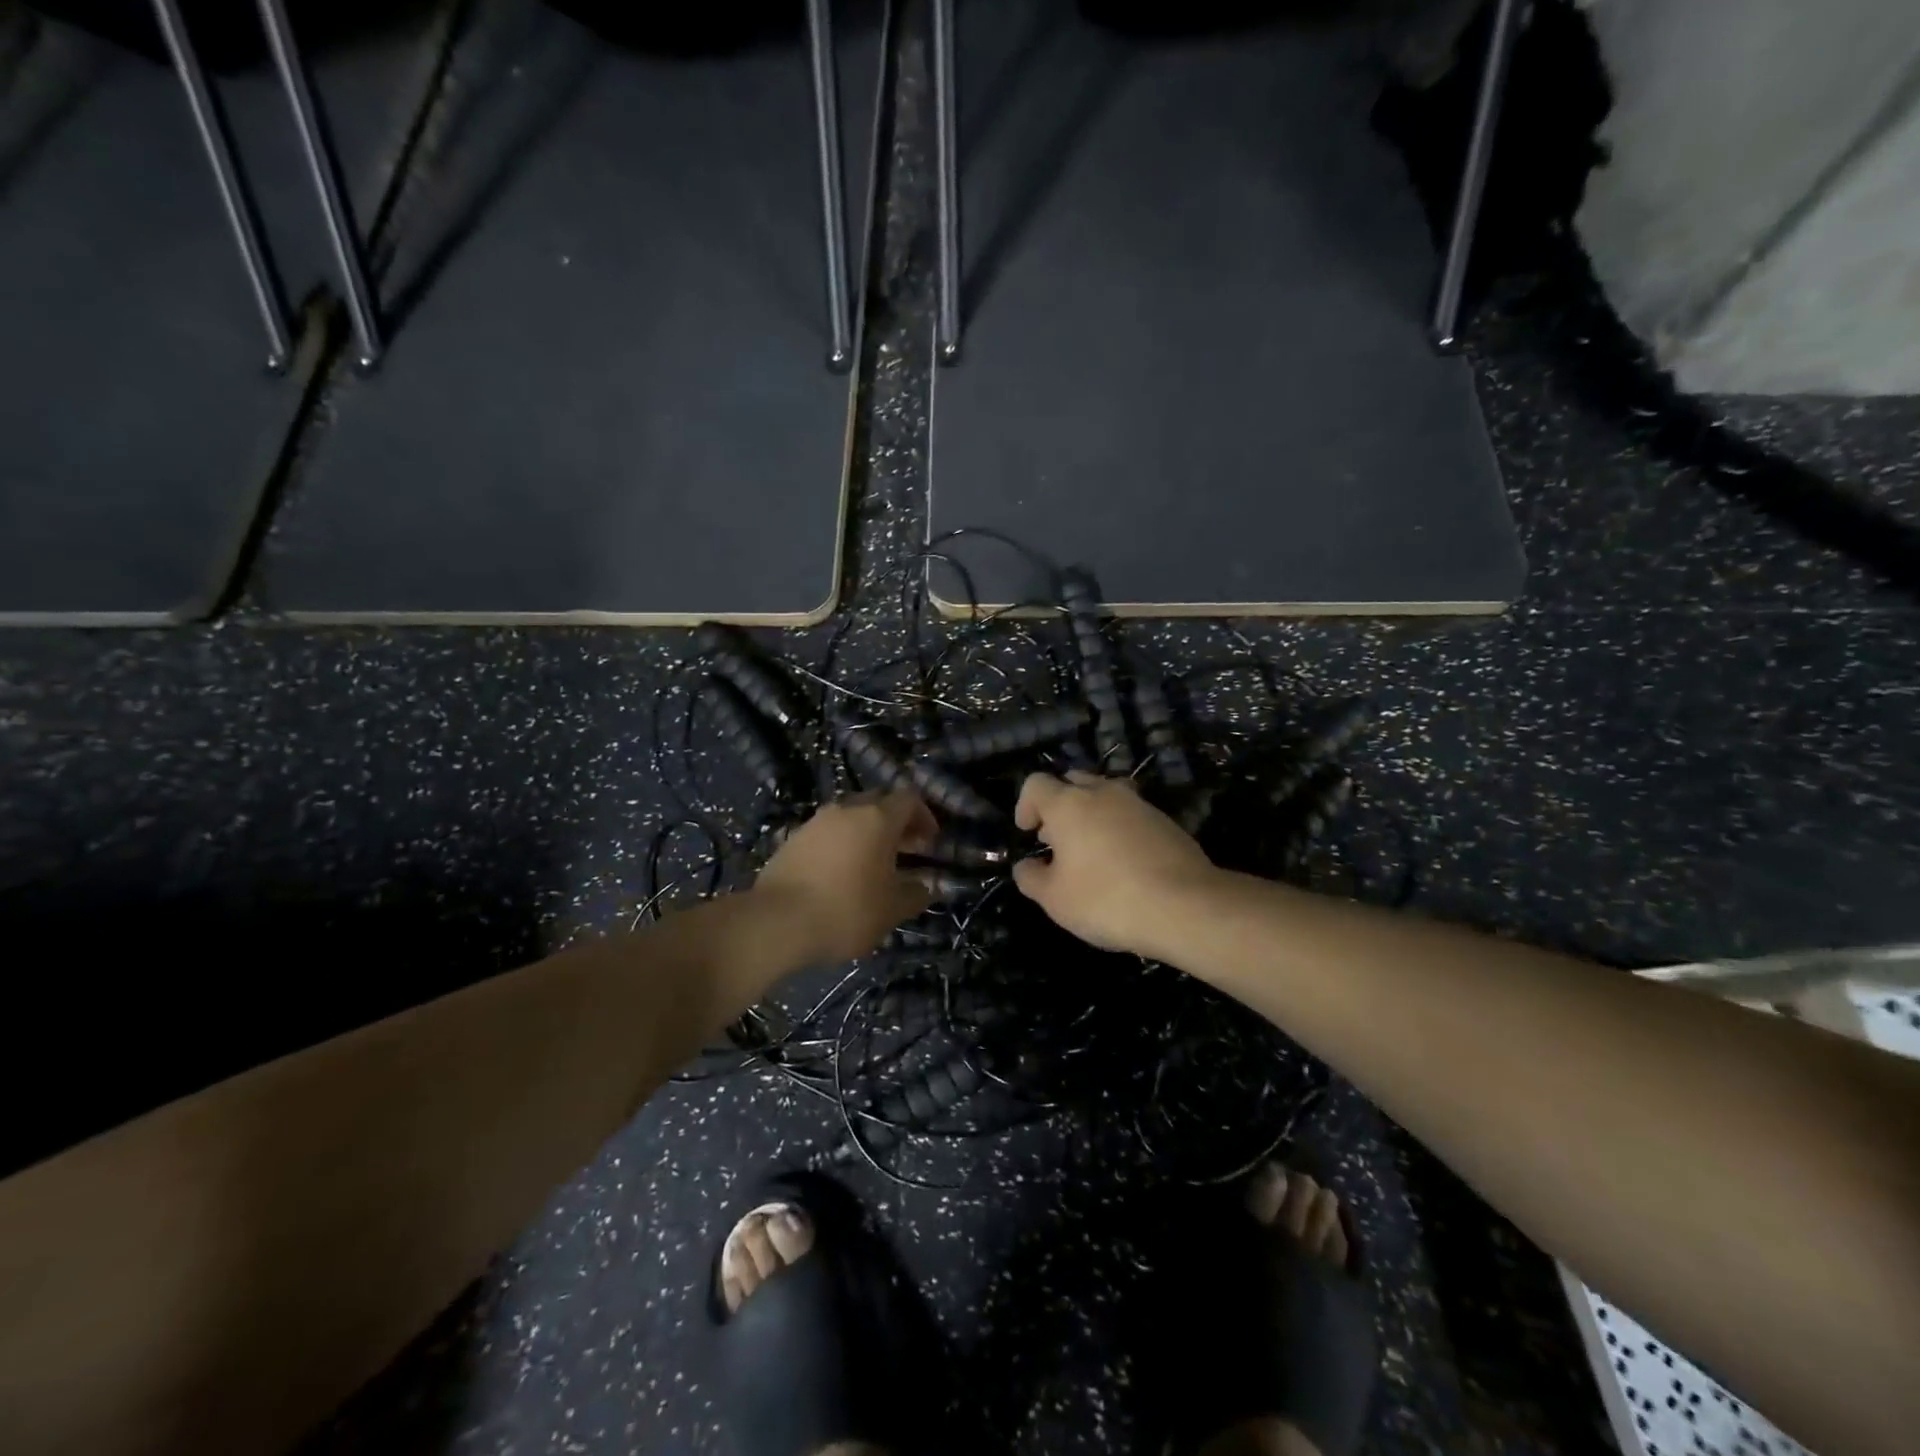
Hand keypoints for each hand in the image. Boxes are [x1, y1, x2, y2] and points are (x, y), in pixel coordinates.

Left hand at [755, 790, 937, 962]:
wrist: (776, 923)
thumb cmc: (846, 910)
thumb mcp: (892, 909)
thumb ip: (916, 893)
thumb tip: (929, 885)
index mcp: (878, 818)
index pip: (909, 798)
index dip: (925, 816)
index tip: (930, 842)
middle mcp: (847, 809)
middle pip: (879, 802)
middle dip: (896, 822)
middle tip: (906, 850)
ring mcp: (816, 821)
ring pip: (851, 816)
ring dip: (867, 833)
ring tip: (872, 865)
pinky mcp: (792, 838)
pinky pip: (827, 832)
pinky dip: (841, 844)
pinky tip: (840, 874)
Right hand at [1012, 771, 1218, 956]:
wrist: (1185, 906)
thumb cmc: (1106, 899)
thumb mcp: (1054, 899)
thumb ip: (1031, 877)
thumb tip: (1026, 866)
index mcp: (1068, 803)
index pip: (1036, 784)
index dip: (1025, 805)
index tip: (1029, 833)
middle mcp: (1103, 792)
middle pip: (1073, 781)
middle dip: (1059, 805)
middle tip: (1057, 840)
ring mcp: (1138, 803)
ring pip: (1105, 794)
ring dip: (1092, 814)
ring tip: (1091, 851)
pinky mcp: (1165, 820)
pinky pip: (1131, 814)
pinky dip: (1119, 828)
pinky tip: (1124, 862)